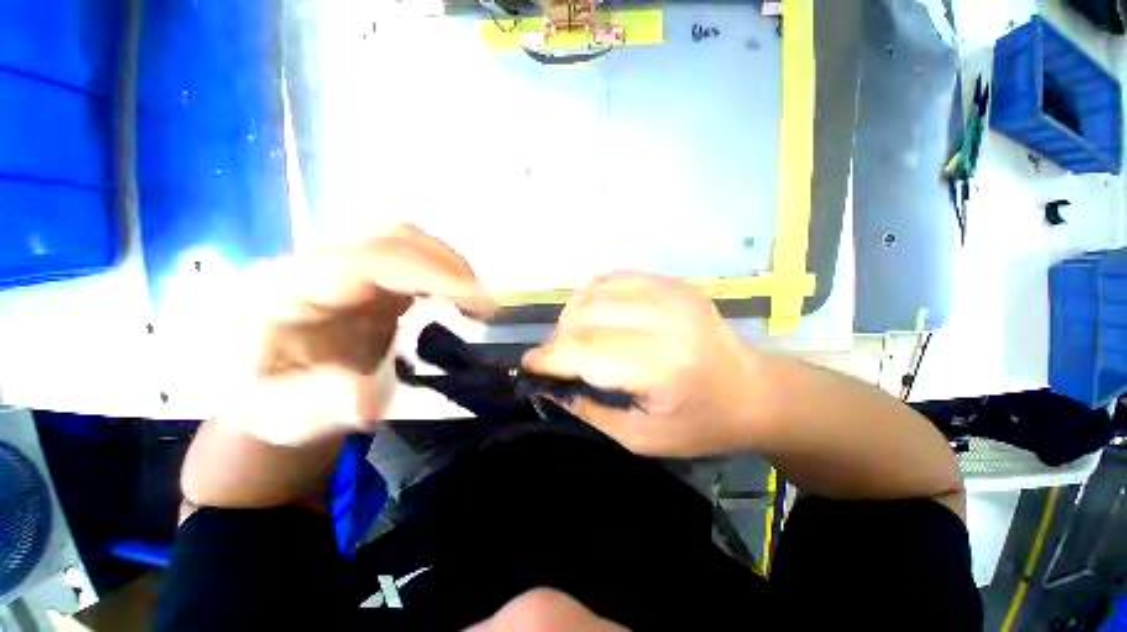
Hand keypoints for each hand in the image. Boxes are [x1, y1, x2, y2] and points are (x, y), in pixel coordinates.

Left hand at [217, 224, 494, 445]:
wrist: (266, 393)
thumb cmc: (268, 403)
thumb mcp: (280, 416)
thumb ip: (315, 405)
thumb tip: (366, 402)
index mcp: (286, 286)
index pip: (371, 259)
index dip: (433, 274)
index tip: (482, 304)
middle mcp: (316, 262)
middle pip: (395, 236)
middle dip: (450, 266)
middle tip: (485, 305)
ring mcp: (344, 266)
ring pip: (407, 242)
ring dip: (450, 267)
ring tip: (476, 302)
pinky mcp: (365, 277)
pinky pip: (411, 261)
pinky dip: (443, 275)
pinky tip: (458, 299)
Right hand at [522, 273, 756, 457]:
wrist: (754, 390)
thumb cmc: (702, 423)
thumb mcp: (643, 439)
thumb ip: (589, 413)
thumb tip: (547, 389)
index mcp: (662, 365)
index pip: (585, 350)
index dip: (549, 357)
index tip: (529, 366)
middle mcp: (665, 318)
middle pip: (585, 315)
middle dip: (559, 338)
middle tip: (558, 360)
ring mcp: (670, 292)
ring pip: (594, 292)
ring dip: (573, 315)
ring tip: (576, 338)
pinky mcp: (671, 282)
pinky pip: (613, 278)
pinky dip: (593, 296)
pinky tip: (596, 317)